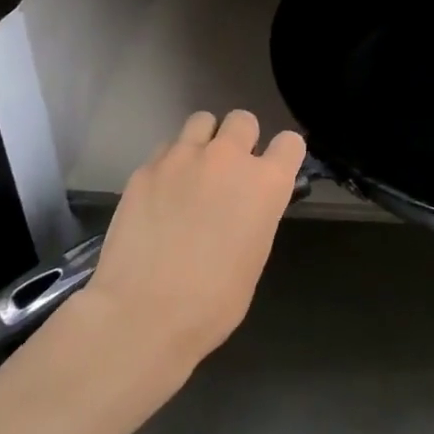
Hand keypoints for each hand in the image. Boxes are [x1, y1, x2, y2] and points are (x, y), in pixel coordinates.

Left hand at [78, 110, 304, 378]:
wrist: (143, 314)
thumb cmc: (213, 302)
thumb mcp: (254, 256)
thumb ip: (256, 215)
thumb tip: (245, 207)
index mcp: (266, 183)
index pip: (290, 142)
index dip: (282, 155)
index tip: (273, 170)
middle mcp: (228, 158)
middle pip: (243, 119)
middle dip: (240, 139)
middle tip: (229, 170)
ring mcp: (183, 158)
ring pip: (201, 121)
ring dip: (204, 141)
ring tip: (192, 171)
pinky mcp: (146, 168)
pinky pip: (165, 149)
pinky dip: (169, 163)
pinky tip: (160, 193)